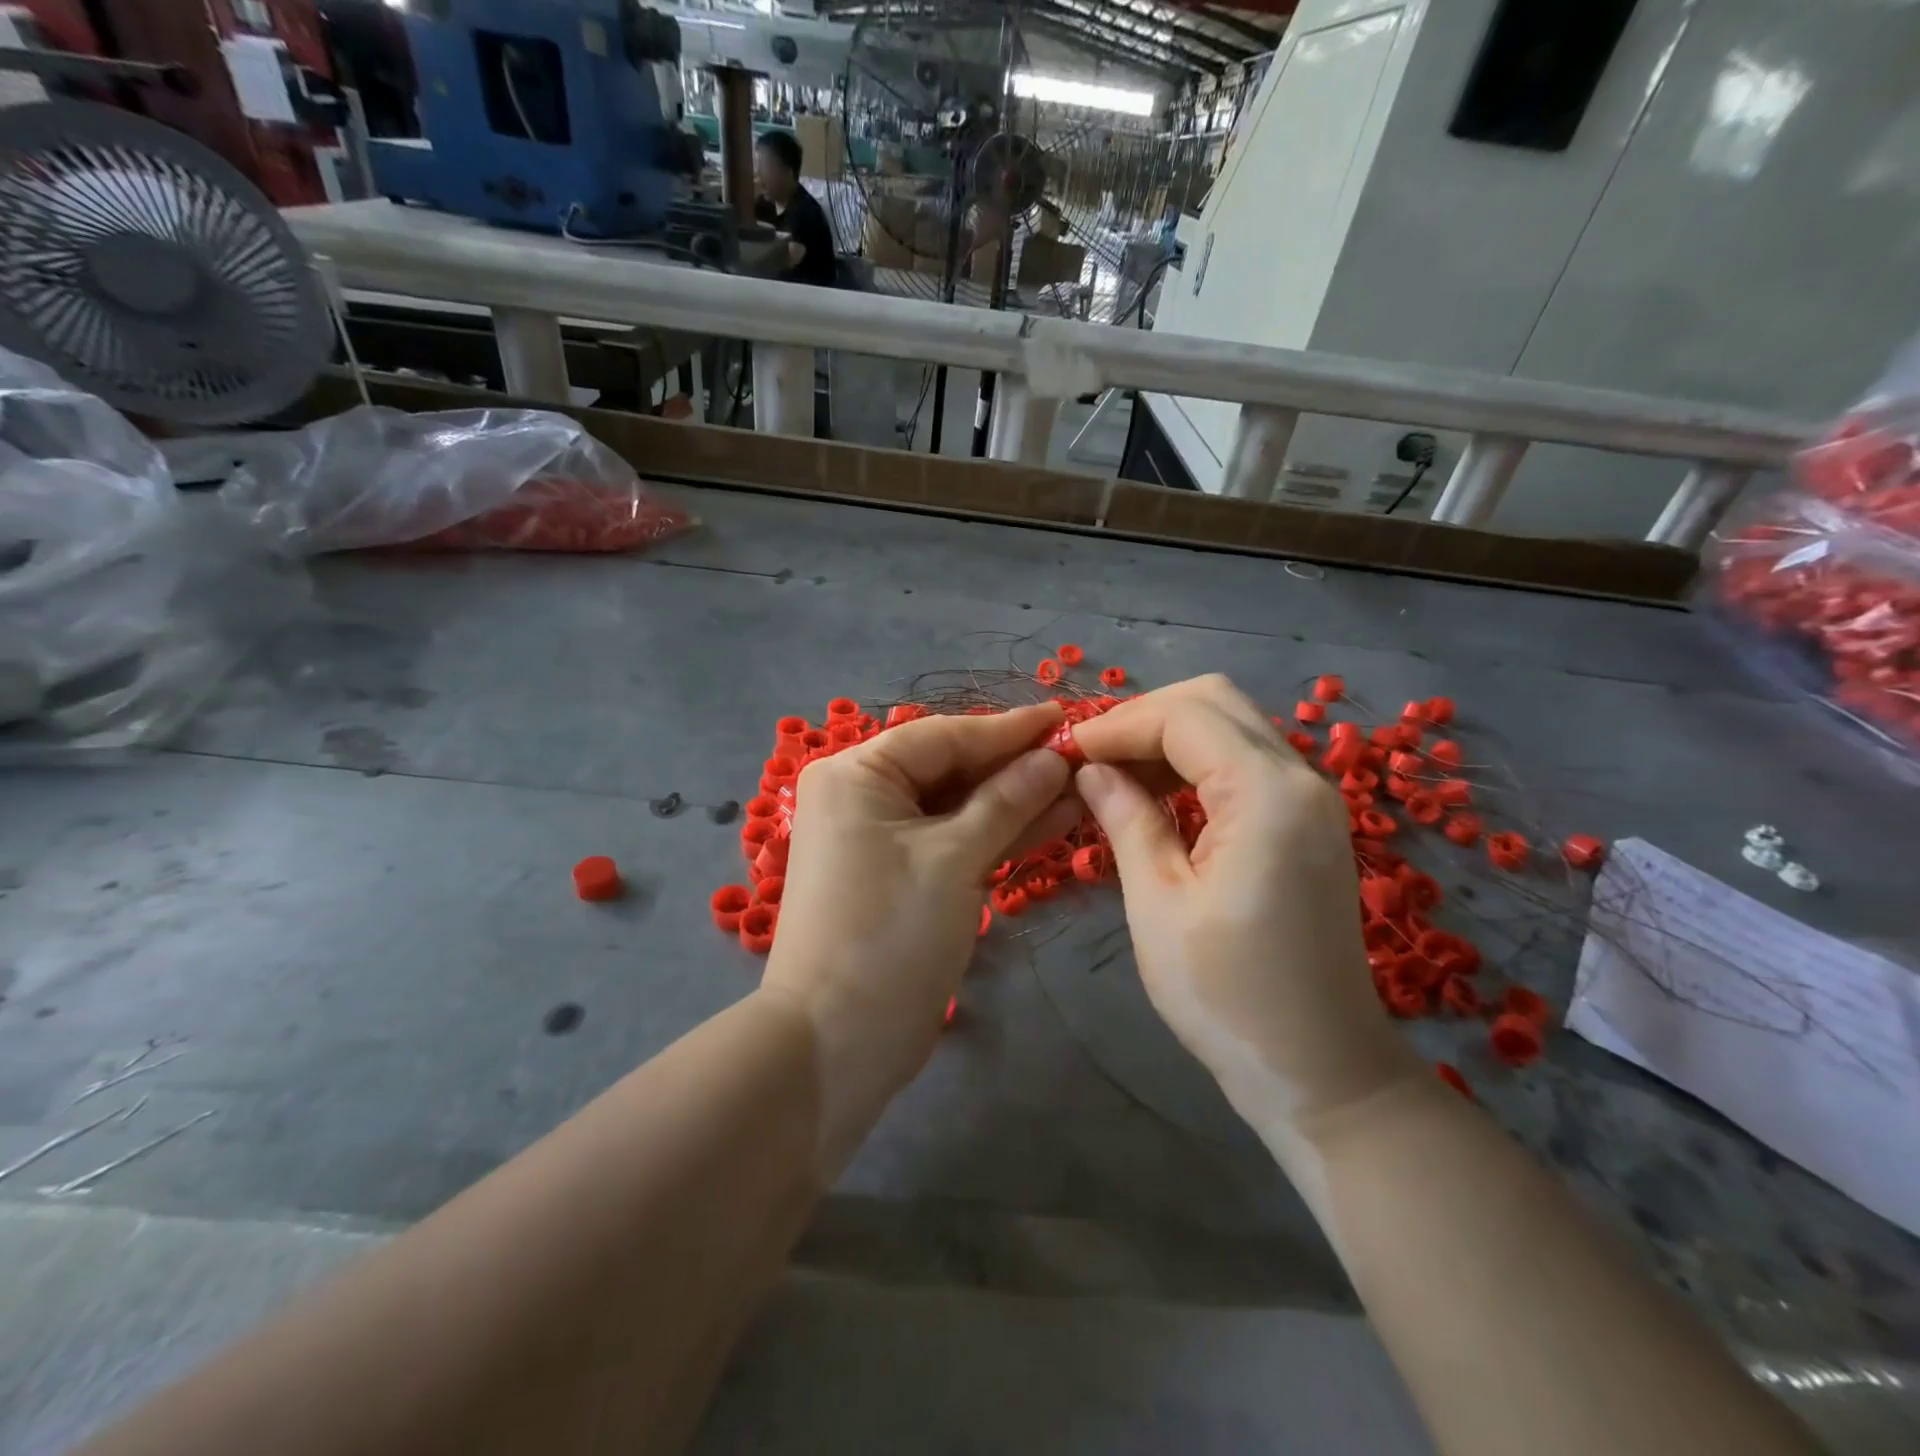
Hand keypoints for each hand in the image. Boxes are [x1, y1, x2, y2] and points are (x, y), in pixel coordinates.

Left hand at [760, 703, 1078, 1171]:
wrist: (837, 1042)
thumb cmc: (890, 934)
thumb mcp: (955, 859)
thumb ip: (1007, 800)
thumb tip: (1055, 757)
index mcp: (857, 775)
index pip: (943, 736)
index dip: (1008, 729)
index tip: (1065, 715)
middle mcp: (864, 796)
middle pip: (951, 768)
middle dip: (1016, 766)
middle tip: (1081, 754)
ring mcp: (883, 839)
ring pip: (959, 807)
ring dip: (1016, 800)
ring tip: (1081, 786)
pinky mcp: (903, 876)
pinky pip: (955, 840)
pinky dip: (998, 834)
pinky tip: (1053, 819)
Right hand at [1069, 675, 1421, 1159]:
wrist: (1321, 1068)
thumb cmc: (1228, 995)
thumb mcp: (1158, 903)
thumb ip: (1126, 819)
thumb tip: (1090, 769)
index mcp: (1267, 794)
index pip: (1184, 716)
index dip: (1117, 725)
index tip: (1065, 751)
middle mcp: (1301, 778)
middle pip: (1215, 702)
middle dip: (1143, 717)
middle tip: (1088, 756)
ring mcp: (1312, 798)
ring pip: (1232, 725)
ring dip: (1169, 735)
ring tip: (1112, 771)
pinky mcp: (1308, 821)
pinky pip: (1246, 761)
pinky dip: (1196, 761)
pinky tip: (1157, 792)